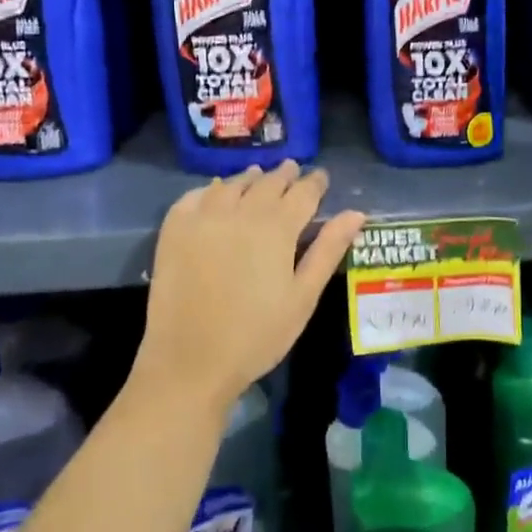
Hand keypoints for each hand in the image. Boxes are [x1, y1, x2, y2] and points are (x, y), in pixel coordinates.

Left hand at [135, 162, 365, 421]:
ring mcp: (204, 217)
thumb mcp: (303, 296)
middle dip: (284, 175)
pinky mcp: (175, 229)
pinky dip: (210, 189)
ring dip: (249, 178)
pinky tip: (214, 192)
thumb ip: (328, 250)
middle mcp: (241, 211)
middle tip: (292, 171)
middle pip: (268, 182)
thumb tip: (356, 213)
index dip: (315, 182)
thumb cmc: (257, 335)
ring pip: (232, 184)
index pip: (303, 192)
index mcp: (277, 227)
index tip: (321, 177)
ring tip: (257, 176)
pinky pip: (194, 196)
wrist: (190, 361)